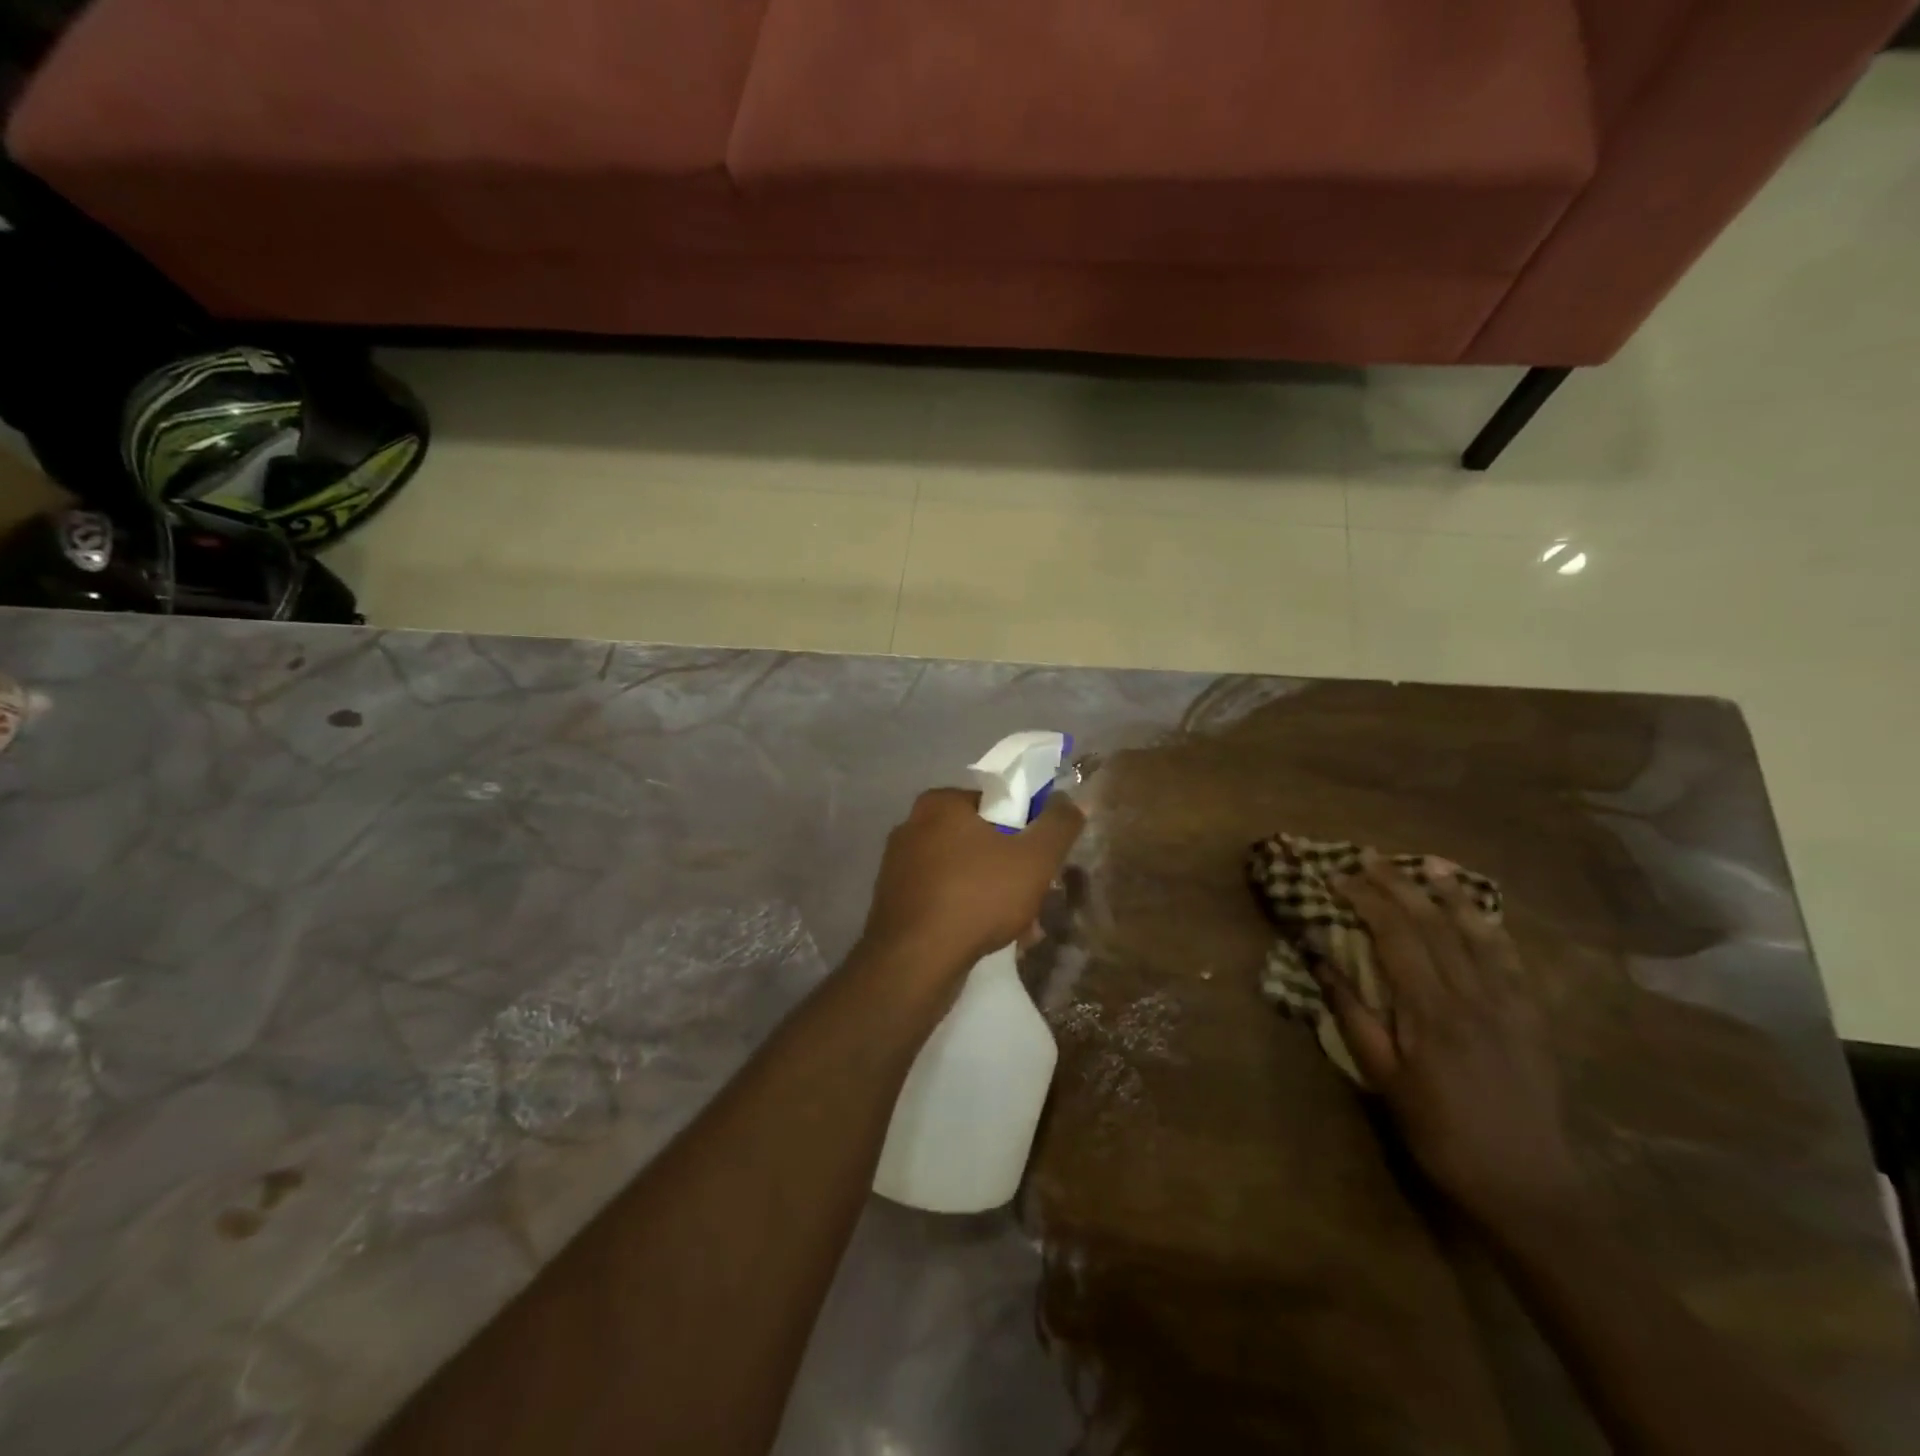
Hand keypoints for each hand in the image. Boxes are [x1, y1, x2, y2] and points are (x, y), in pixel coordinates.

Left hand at [859, 788, 1083, 986]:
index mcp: (940, 804)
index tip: (1042, 861)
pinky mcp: (894, 902)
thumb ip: (1059, 825)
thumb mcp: (1034, 858)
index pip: (996, 803)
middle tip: (1035, 899)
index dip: (1026, 830)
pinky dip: (967, 913)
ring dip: (994, 896)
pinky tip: (989, 940)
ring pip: (964, 873)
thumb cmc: (977, 897)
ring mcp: (898, 866)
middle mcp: (912, 826)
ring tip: (1020, 929)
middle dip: (1012, 870)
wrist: (914, 963)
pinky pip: (943, 898)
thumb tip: (1073, 800)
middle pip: (980, 840)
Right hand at [1319, 853, 1582, 1231]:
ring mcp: (1508, 1005)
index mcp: (1430, 1010)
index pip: (1394, 936)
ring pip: (1476, 934)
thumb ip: (1353, 1016)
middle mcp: (1472, 996)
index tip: (1337, 878)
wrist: (1526, 1185)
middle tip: (1370, 858)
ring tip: (1429, 865)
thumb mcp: (1382, 1080)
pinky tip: (1481, 914)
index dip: (1365, 900)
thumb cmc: (1439, 1133)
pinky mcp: (1532, 1019)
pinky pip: (1512, 961)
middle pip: (1432, 925)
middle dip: (1399, 885)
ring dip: (1449, 895)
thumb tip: (1321, 963)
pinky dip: (1492, 929)